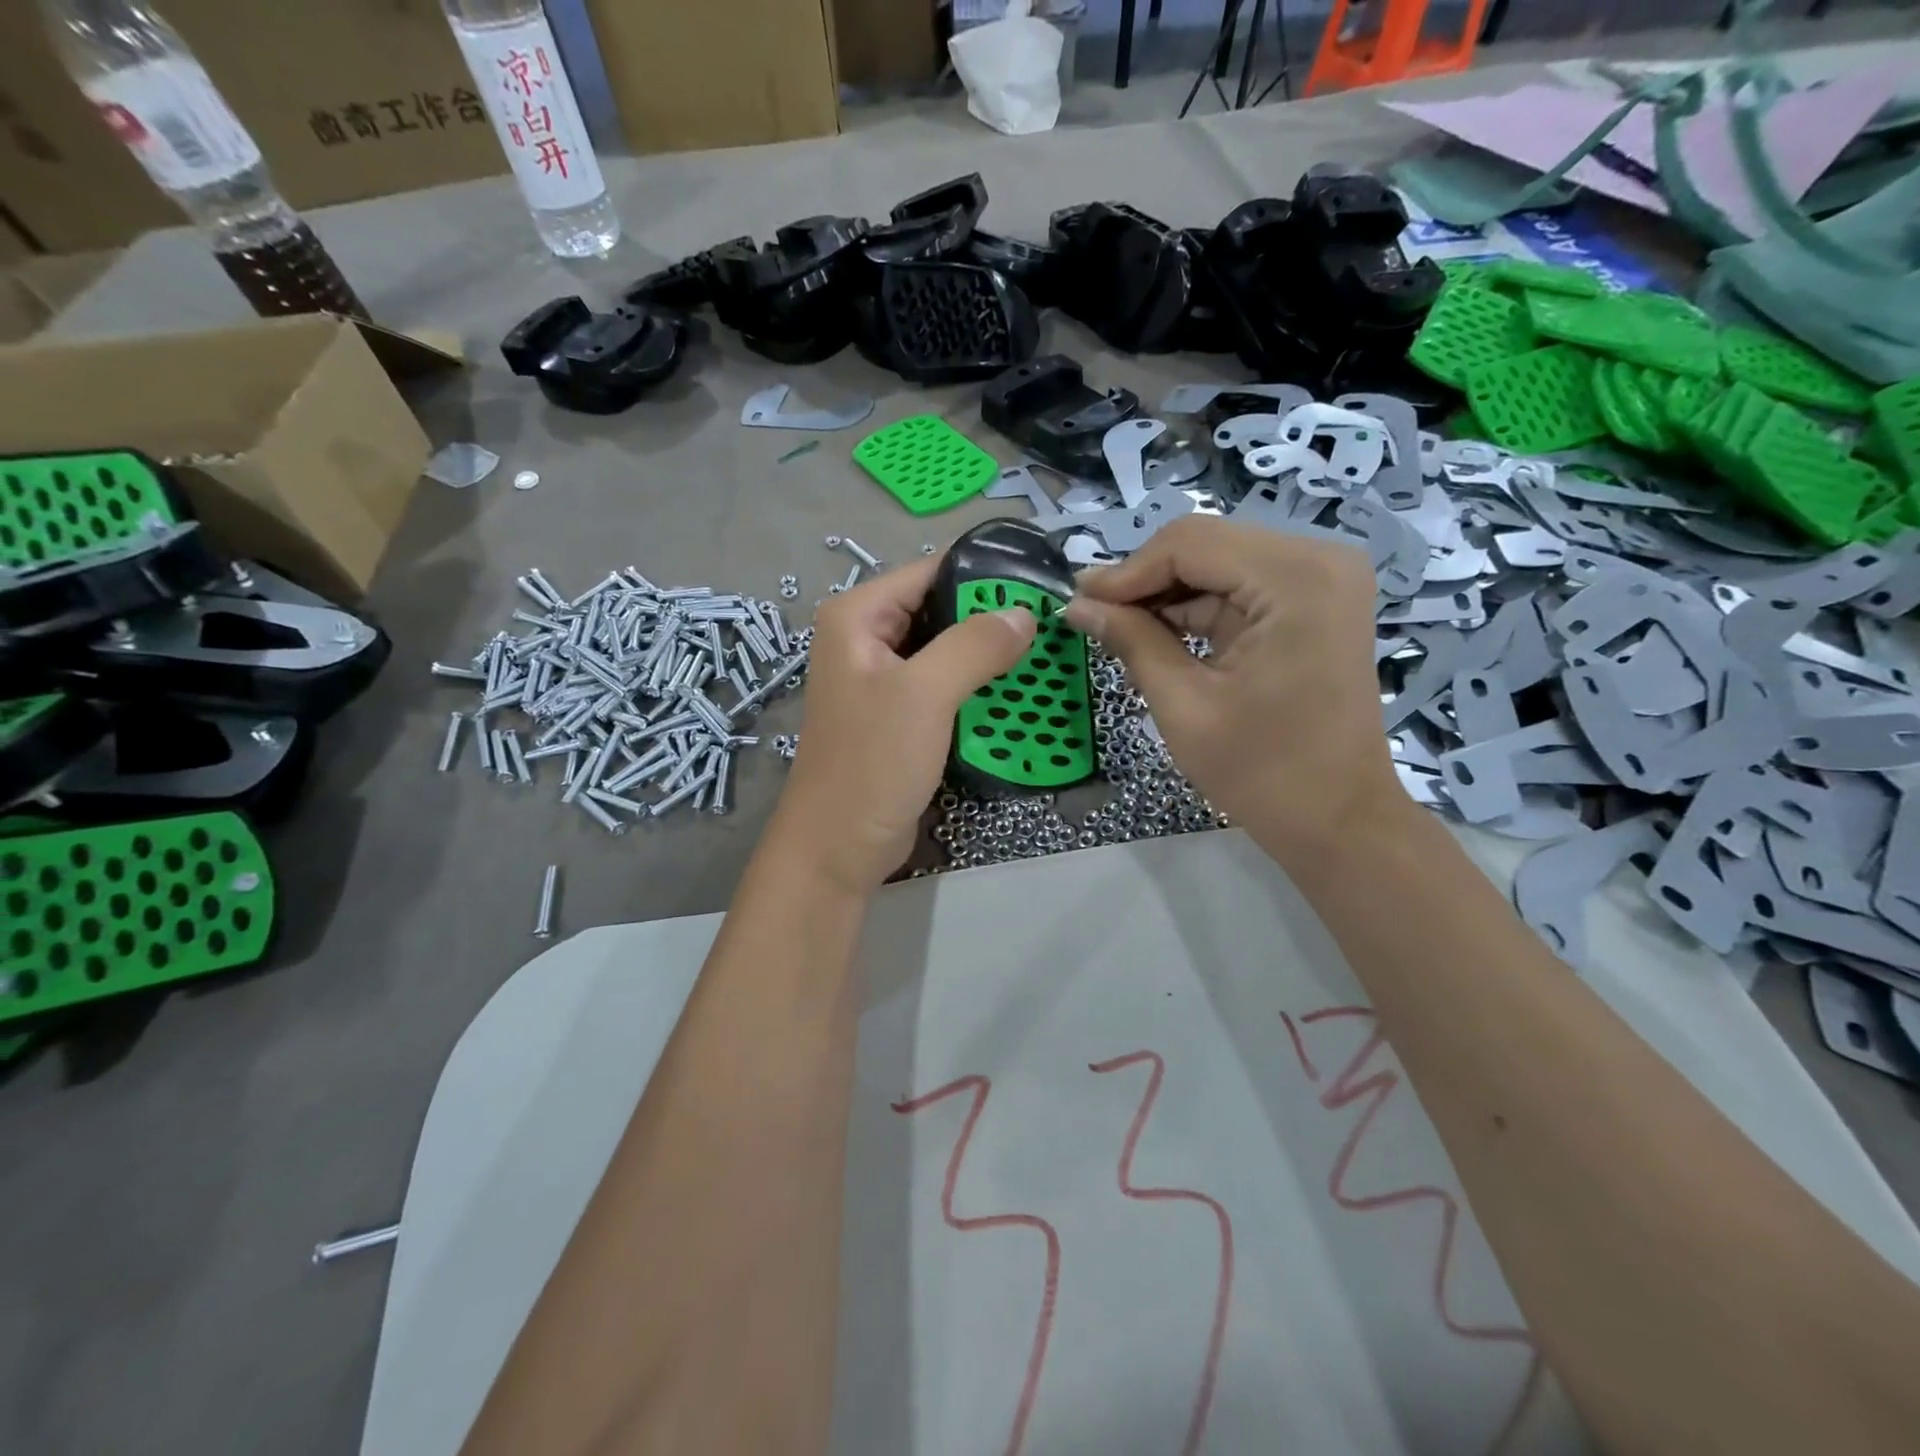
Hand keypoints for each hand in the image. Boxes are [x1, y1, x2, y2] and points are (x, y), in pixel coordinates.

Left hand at [772, 557, 1036, 895]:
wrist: (840, 846)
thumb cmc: (872, 762)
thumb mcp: (924, 694)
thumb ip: (974, 645)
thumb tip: (1024, 612)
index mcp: (858, 616)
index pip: (930, 572)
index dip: (984, 575)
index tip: (1041, 583)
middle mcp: (866, 638)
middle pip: (940, 610)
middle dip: (992, 619)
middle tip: (1052, 624)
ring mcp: (882, 678)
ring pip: (947, 650)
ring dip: (989, 656)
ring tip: (1046, 655)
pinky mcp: (899, 714)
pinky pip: (944, 686)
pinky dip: (977, 687)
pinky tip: (1015, 693)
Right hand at [1062, 517, 1405, 865]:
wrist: (1338, 819)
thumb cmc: (1262, 772)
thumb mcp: (1183, 705)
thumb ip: (1130, 641)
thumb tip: (1076, 604)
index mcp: (1297, 580)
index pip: (1190, 543)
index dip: (1127, 571)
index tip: (1079, 602)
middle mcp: (1319, 560)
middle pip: (1206, 545)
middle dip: (1145, 580)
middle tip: (1093, 614)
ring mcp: (1323, 580)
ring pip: (1218, 563)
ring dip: (1167, 594)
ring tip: (1118, 628)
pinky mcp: (1315, 603)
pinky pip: (1240, 587)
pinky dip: (1196, 608)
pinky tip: (1157, 634)